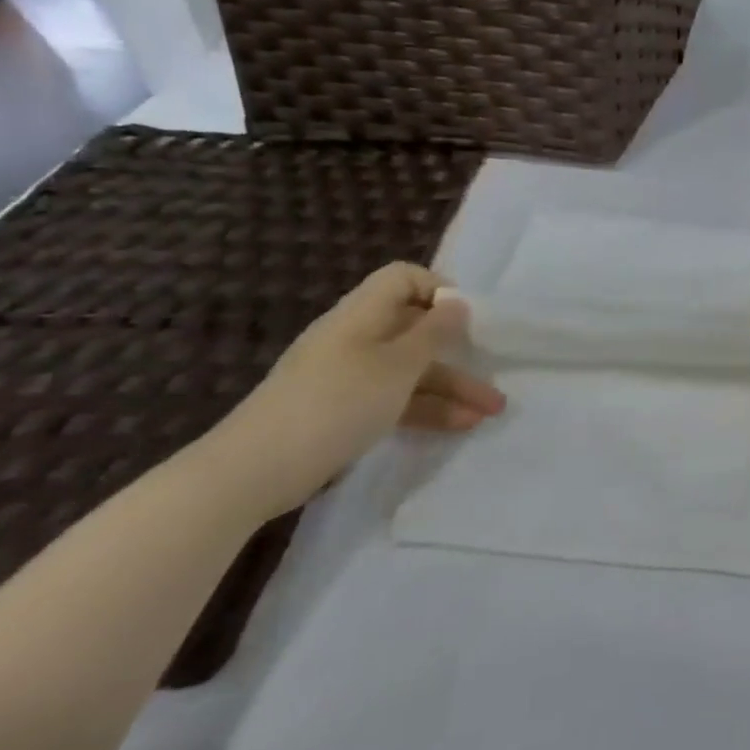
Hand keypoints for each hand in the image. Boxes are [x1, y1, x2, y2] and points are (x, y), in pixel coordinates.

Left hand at [209, 263, 505, 522]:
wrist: (255, 470)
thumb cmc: (336, 404)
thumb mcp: (397, 366)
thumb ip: (433, 333)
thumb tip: (456, 302)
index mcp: (362, 315)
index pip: (403, 279)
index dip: (439, 288)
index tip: (469, 317)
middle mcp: (356, 338)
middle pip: (415, 329)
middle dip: (458, 350)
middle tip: (494, 368)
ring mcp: (349, 376)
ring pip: (411, 370)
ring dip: (453, 387)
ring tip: (490, 412)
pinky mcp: (344, 411)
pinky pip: (396, 399)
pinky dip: (428, 409)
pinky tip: (460, 426)